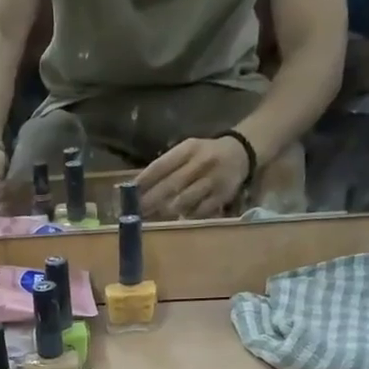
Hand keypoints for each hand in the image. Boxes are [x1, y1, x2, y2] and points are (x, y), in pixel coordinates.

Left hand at [135, 135, 249, 220]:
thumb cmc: (204, 154)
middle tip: (135, 212)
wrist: (240, 153)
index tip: (128, 193)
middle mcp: (200, 163)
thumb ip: (165, 167)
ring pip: (184, 200)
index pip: (161, 166)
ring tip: (151, 218)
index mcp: (188, 149)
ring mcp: (212, 180)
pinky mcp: (221, 196)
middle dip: (150, 200)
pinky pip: (199, 211)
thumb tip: (137, 187)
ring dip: (165, 211)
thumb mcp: (186, 152)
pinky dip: (186, 216)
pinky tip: (176, 219)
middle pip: (170, 185)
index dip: (143, 181)